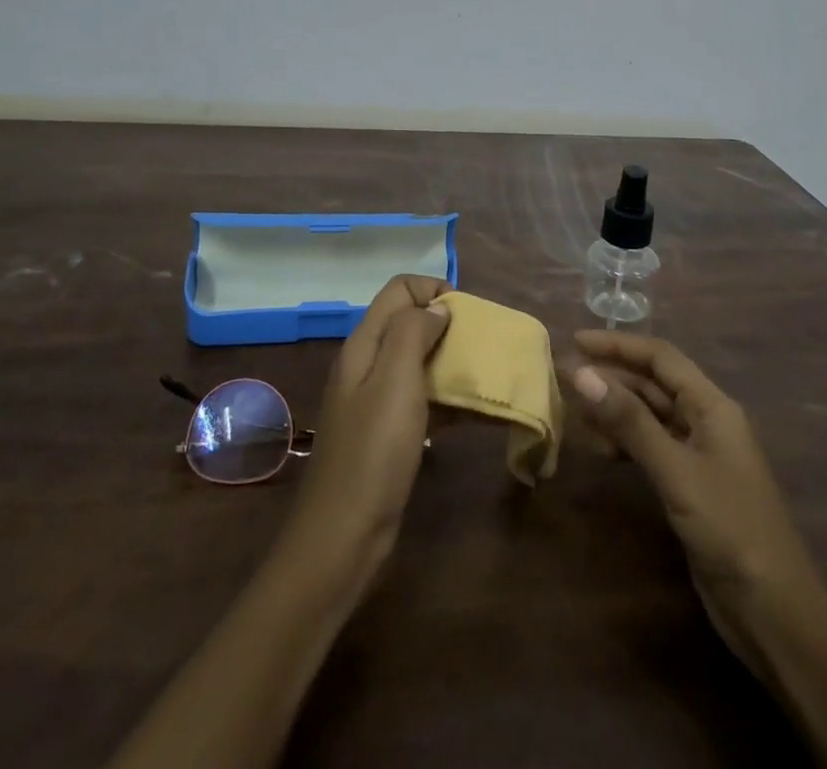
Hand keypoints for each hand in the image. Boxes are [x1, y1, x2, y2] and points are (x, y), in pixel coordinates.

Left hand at [280, 275, 451, 583]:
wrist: (343, 537)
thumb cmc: (373, 452)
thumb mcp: (395, 381)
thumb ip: (413, 333)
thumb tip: (437, 307)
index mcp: (364, 344)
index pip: (399, 290)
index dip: (433, 291)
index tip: (466, 316)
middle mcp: (366, 364)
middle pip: (409, 322)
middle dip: (447, 325)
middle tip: (480, 346)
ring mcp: (375, 400)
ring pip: (418, 361)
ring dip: (450, 361)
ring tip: (483, 376)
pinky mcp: (387, 433)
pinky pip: (421, 398)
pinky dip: (447, 397)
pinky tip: (473, 412)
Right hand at [563, 331, 818, 672]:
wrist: (774, 611)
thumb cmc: (730, 528)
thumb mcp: (676, 470)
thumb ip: (629, 421)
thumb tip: (581, 373)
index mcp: (713, 406)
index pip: (660, 358)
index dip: (618, 345)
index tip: (576, 341)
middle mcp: (706, 421)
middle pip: (653, 383)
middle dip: (612, 376)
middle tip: (565, 376)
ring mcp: (698, 454)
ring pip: (649, 415)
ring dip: (614, 409)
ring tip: (575, 411)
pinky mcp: (690, 486)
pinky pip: (650, 447)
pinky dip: (624, 442)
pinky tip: (600, 448)